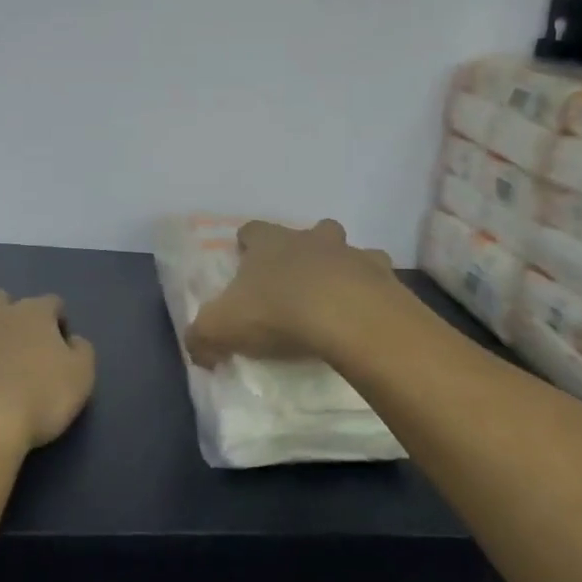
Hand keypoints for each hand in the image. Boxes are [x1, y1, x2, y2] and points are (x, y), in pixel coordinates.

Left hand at [0, 291, 95, 453]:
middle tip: (15, 342)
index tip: (59, 344)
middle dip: (10, 312)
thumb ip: (82, 352)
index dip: (57, 320)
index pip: (52, 302)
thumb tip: (73, 340)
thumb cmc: (37, 400)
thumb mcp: (81, 378)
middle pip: (3, 297)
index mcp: (34, 313)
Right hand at [185, 219, 397, 367]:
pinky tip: (365, 315)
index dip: (248, 244)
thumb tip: (198, 350)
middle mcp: (311, 239)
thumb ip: (201, 336)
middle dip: (302, 249)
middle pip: (308, 231)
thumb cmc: (278, 313)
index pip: (253, 230)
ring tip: (336, 299)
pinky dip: (372, 292)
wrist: (347, 317)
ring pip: (347, 251)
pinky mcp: (384, 277)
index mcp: (270, 243)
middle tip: (295, 281)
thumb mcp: (221, 328)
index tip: (245, 262)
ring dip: (342, 268)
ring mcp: (351, 254)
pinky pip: (378, 279)